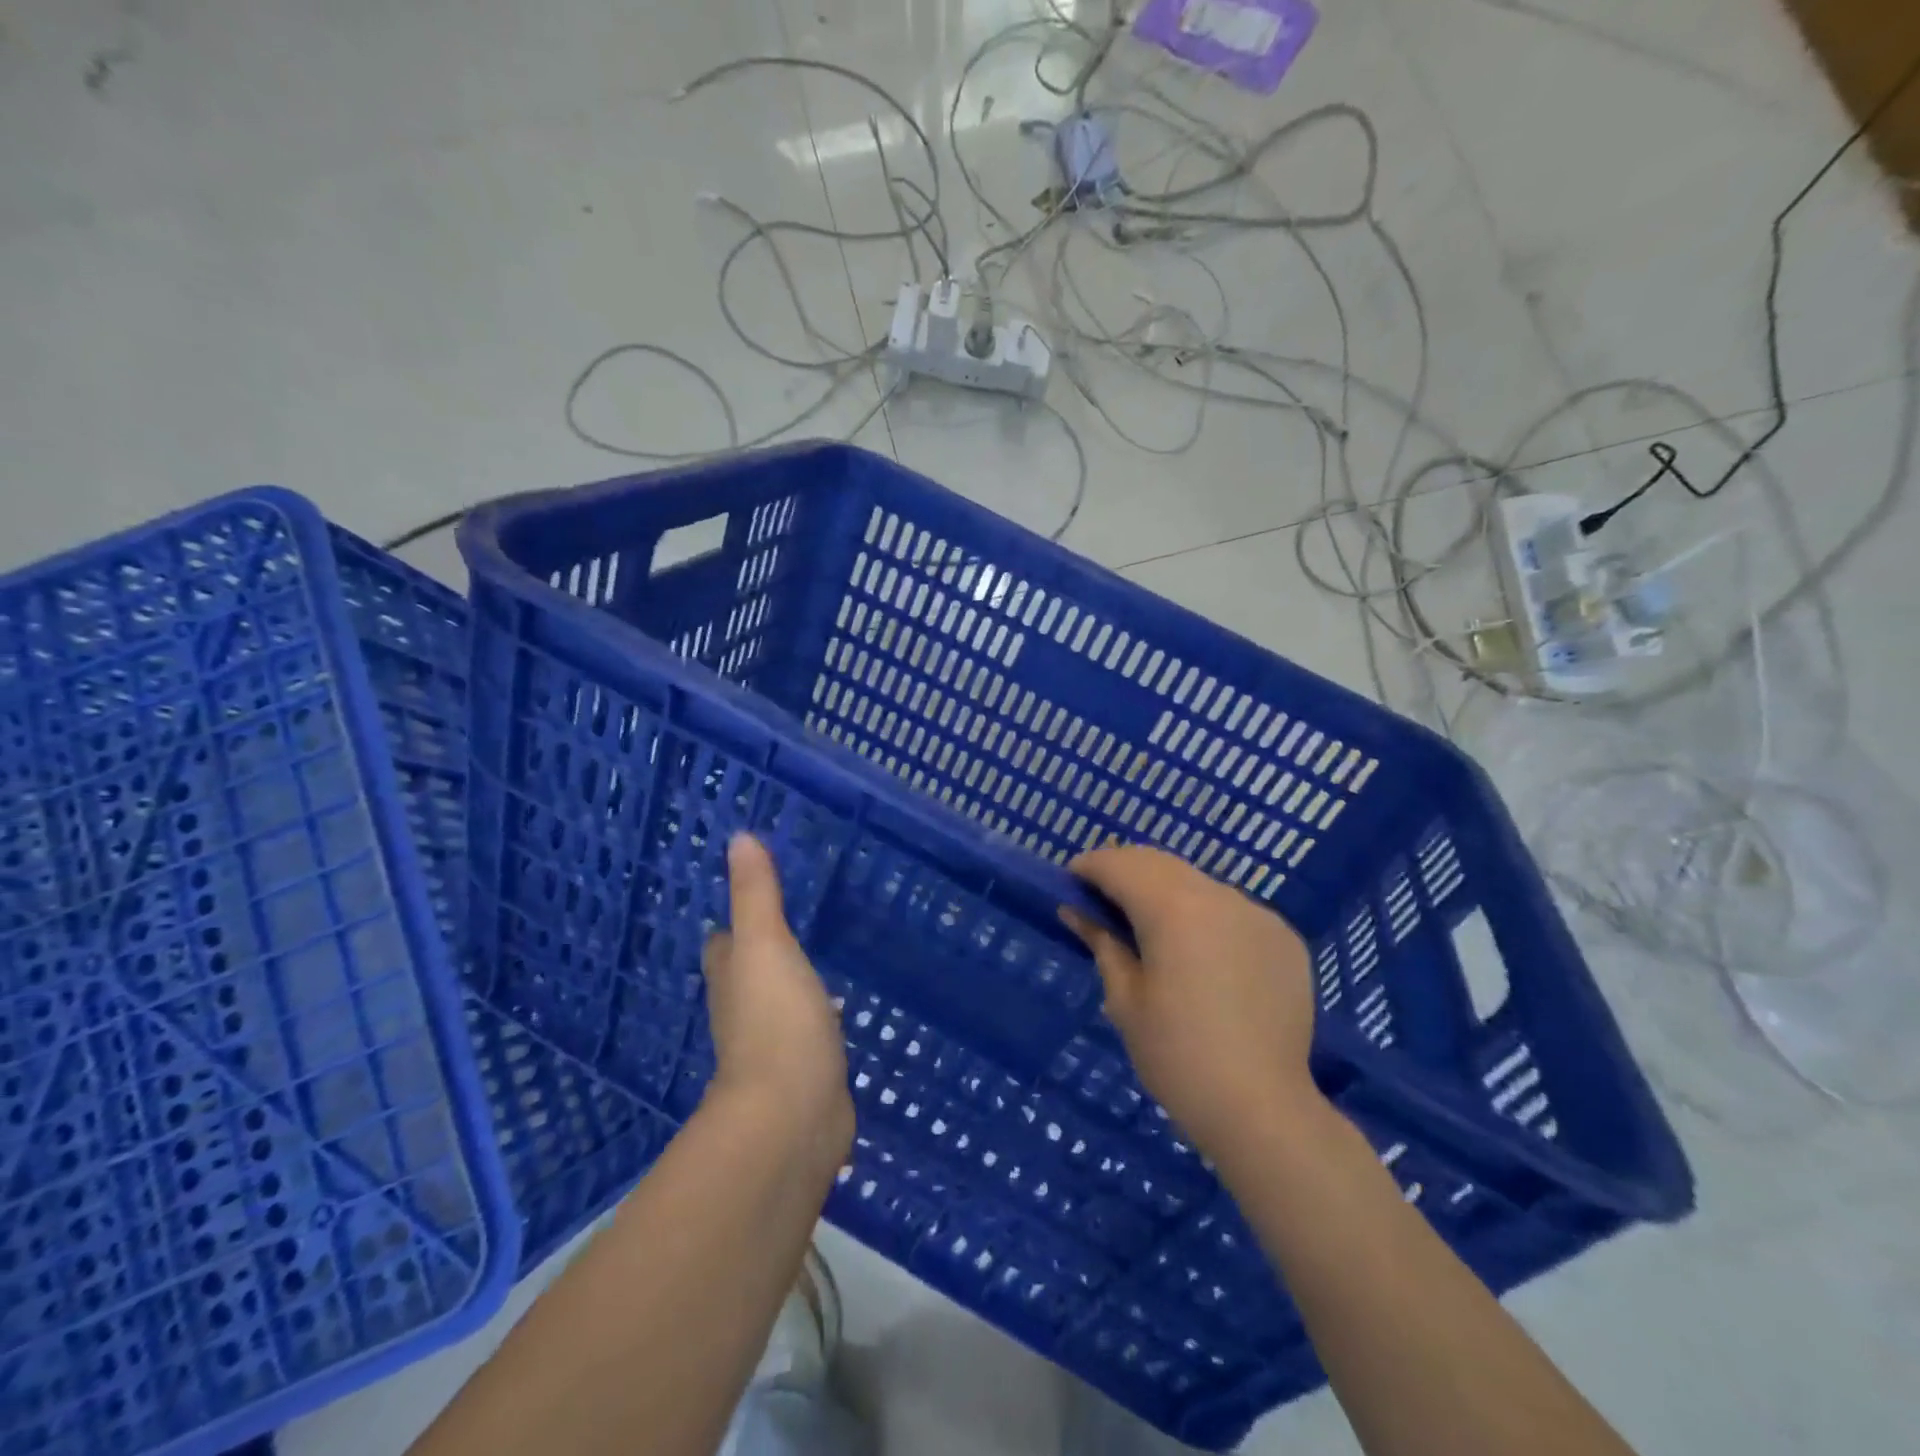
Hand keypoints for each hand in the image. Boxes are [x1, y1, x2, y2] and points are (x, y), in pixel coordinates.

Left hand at [701, 834, 853, 1162]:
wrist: (794, 1116)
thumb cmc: (776, 1021)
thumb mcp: (766, 945)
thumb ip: (756, 894)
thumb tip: (739, 838)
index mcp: (733, 978)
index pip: (723, 943)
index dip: (734, 923)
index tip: (755, 898)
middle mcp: (744, 1012)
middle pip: (747, 975)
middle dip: (764, 953)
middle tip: (793, 925)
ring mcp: (773, 1047)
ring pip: (778, 1005)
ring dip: (790, 987)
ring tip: (819, 965)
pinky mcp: (803, 1074)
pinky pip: (807, 1036)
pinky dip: (816, 1021)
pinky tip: (837, 1014)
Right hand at [1061, 844, 1323, 1176]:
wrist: (1262, 1110)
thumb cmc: (1177, 1057)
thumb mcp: (1124, 999)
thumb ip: (1102, 942)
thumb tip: (1076, 910)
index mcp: (1173, 908)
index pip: (1120, 865)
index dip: (1089, 868)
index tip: (1068, 883)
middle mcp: (1218, 896)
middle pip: (1159, 864)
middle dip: (1124, 871)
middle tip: (1099, 901)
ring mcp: (1257, 914)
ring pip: (1198, 883)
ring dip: (1165, 891)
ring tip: (1147, 927)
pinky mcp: (1283, 937)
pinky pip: (1232, 910)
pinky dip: (1204, 915)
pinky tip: (1198, 953)